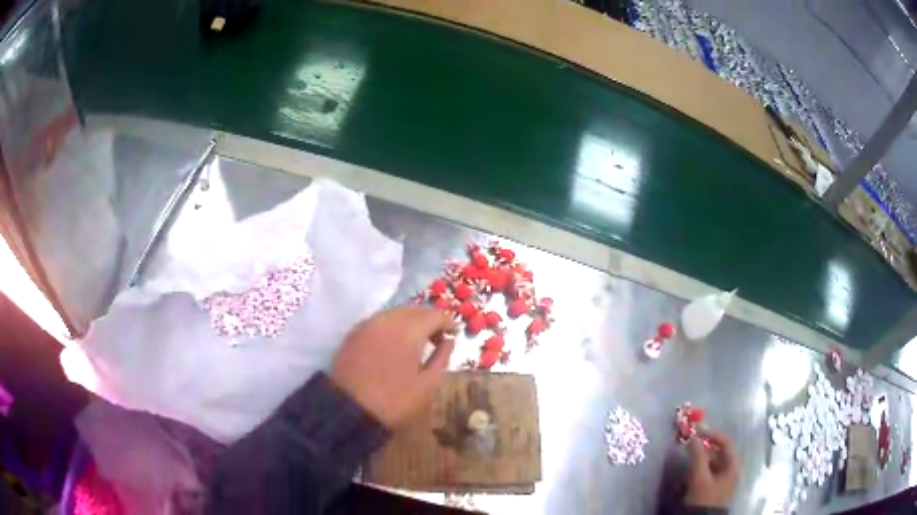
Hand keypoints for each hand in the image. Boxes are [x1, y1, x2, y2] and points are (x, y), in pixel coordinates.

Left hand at [331, 306, 455, 428]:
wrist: (349, 409)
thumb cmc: (394, 400)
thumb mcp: (427, 383)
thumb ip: (441, 357)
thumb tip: (448, 340)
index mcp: (409, 330)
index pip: (435, 314)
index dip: (448, 322)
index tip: (454, 335)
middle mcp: (388, 319)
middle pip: (415, 309)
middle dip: (429, 320)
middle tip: (437, 338)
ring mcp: (368, 323)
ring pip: (396, 312)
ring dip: (410, 321)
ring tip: (416, 341)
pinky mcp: (354, 332)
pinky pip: (379, 320)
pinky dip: (392, 326)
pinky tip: (394, 343)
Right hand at [684, 430, 739, 508]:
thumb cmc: (704, 497)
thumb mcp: (699, 477)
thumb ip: (697, 456)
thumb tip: (693, 438)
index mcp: (733, 464)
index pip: (725, 442)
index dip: (712, 434)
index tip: (696, 431)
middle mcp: (731, 469)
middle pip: (718, 452)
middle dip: (703, 448)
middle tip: (689, 445)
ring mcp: (723, 479)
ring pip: (712, 462)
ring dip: (700, 459)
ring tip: (687, 460)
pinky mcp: (715, 487)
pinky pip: (708, 472)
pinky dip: (699, 469)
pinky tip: (689, 473)